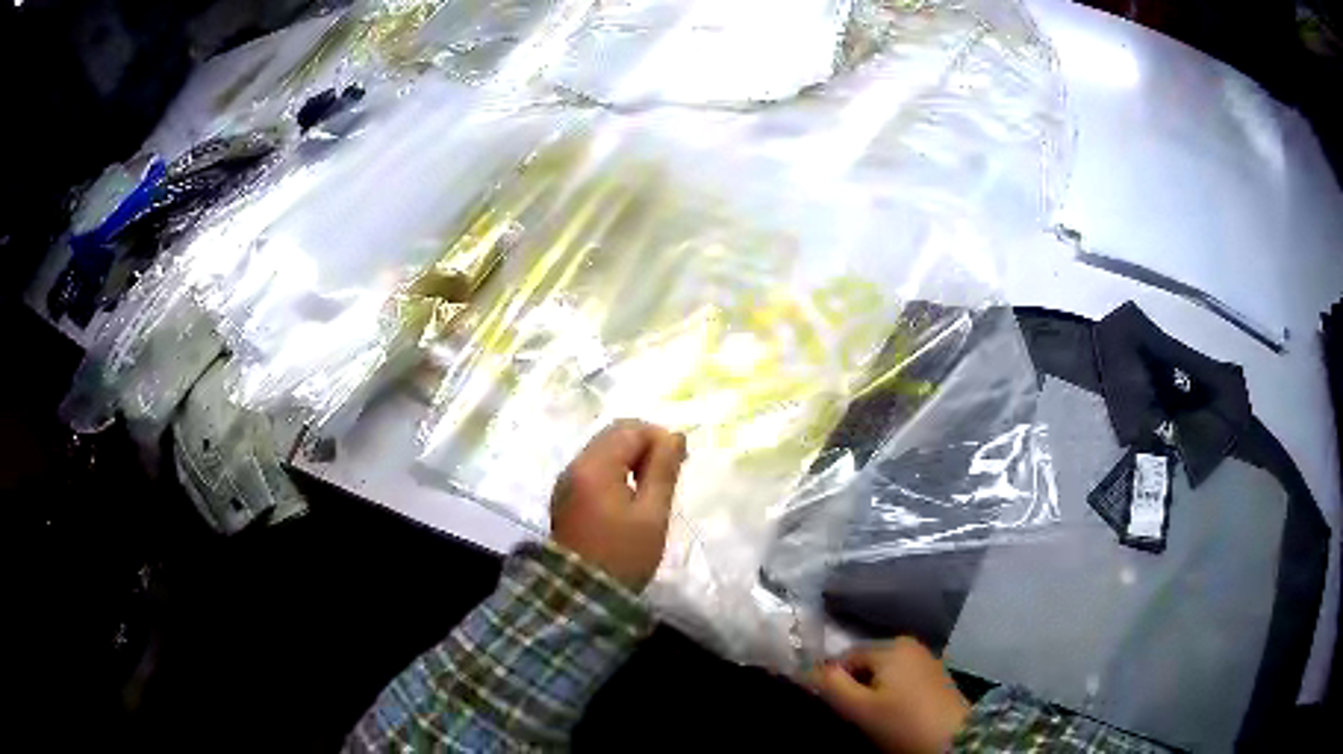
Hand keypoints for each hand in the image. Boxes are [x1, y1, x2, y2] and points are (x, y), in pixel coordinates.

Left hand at [550, 419, 686, 590]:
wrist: (581, 595)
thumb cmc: (622, 555)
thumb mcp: (652, 514)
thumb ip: (663, 470)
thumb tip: (675, 436)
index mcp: (595, 466)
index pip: (631, 429)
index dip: (660, 438)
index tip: (680, 464)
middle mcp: (575, 466)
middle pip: (613, 435)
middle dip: (645, 445)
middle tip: (668, 473)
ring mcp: (567, 481)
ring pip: (603, 450)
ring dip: (630, 458)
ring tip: (652, 487)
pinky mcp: (566, 497)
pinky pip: (594, 469)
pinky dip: (615, 472)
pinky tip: (630, 497)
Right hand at [810, 638, 970, 753]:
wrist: (954, 739)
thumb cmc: (903, 722)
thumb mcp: (860, 708)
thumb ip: (831, 685)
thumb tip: (809, 669)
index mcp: (891, 646)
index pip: (846, 657)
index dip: (833, 681)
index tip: (834, 707)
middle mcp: (910, 644)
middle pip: (867, 663)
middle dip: (854, 685)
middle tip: (853, 714)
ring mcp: (927, 659)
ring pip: (885, 672)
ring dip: (873, 691)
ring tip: (872, 716)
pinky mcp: (936, 676)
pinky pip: (902, 679)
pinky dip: (892, 693)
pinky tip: (894, 713)